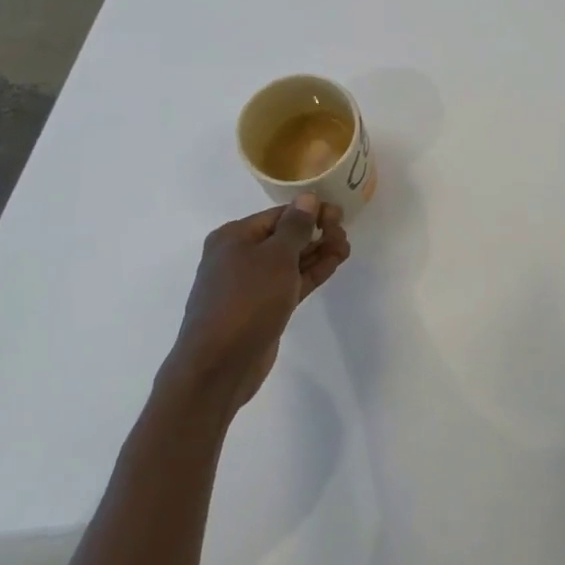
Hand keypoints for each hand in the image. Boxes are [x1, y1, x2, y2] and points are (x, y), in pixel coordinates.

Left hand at [166, 195, 350, 410]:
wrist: (218, 366)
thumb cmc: (247, 300)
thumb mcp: (276, 257)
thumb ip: (296, 226)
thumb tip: (308, 198)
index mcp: (233, 237)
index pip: (279, 215)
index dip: (310, 212)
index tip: (339, 216)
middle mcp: (238, 256)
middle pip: (284, 237)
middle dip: (316, 233)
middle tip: (344, 234)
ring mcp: (249, 285)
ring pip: (289, 261)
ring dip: (317, 253)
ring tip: (346, 248)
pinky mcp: (261, 308)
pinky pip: (289, 282)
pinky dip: (310, 273)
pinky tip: (334, 264)